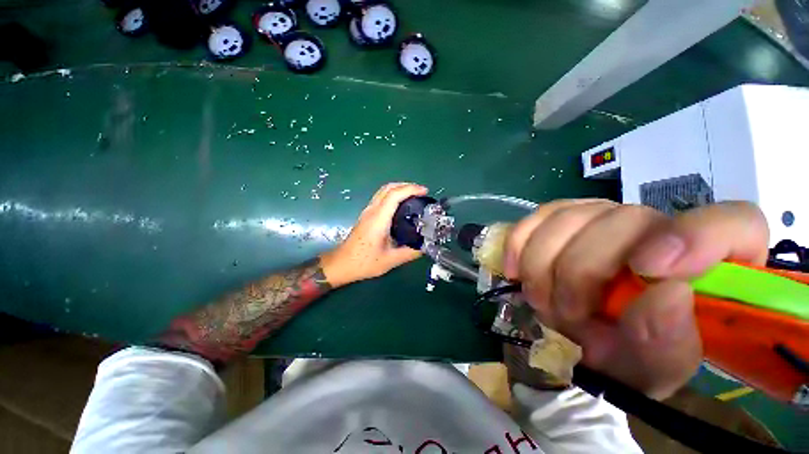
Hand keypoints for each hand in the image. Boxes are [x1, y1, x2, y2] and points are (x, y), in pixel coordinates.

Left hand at [320, 183, 427, 286]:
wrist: (342, 264)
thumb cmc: (364, 262)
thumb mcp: (391, 260)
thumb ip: (410, 252)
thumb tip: (425, 246)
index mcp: (379, 219)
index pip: (395, 195)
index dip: (411, 189)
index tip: (424, 191)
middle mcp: (372, 211)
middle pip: (388, 188)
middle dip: (406, 185)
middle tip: (421, 192)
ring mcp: (367, 212)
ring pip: (383, 191)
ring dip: (399, 189)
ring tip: (414, 196)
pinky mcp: (366, 215)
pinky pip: (380, 198)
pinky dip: (393, 195)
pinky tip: (401, 206)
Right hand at [504, 200, 768, 398]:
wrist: (581, 337)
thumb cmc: (630, 357)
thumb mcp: (653, 367)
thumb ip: (668, 342)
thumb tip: (667, 295)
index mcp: (709, 265)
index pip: (732, 224)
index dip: (695, 237)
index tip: (649, 270)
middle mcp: (656, 226)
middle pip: (621, 219)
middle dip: (580, 273)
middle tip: (567, 316)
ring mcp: (602, 215)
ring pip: (566, 217)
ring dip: (544, 266)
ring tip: (543, 301)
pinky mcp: (560, 217)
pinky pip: (534, 218)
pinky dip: (519, 244)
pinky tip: (516, 270)